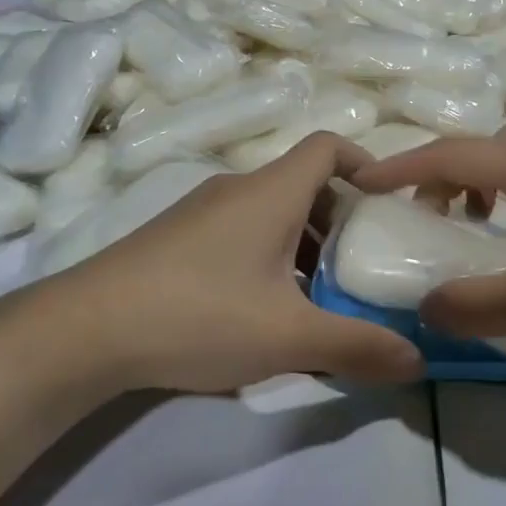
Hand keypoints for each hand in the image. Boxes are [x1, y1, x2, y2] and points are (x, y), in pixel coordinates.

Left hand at [38, 134, 424, 391]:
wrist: (87, 329)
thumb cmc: (201, 314)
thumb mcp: (289, 337)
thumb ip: (357, 346)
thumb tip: (418, 360)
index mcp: (271, 191)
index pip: (327, 146)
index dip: (365, 162)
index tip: (386, 204)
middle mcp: (237, 188)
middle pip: (303, 183)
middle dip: (339, 220)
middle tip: (361, 266)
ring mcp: (201, 210)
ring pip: (270, 211)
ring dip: (303, 243)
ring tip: (316, 297)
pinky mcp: (175, 236)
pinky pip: (239, 230)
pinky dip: (266, 254)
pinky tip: (260, 309)